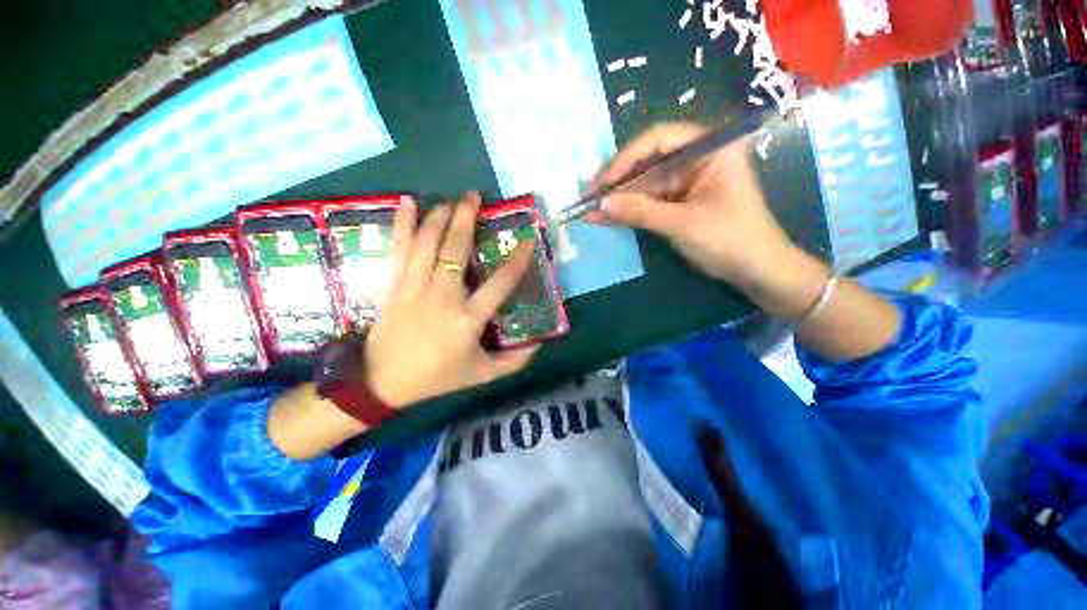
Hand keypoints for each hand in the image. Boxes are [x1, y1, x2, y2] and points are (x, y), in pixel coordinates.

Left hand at [364, 192, 539, 406]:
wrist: (383, 383)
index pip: (500, 284)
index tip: (527, 240)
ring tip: (450, 199)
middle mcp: (443, 296)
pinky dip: (402, 224)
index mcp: (468, 318)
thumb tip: (539, 346)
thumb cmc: (437, 377)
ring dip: (440, 216)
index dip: (517, 261)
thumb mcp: (481, 374)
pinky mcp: (393, 285)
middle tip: (474, 197)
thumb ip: (513, 362)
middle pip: (456, 250)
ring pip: (427, 243)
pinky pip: (398, 250)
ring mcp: (414, 288)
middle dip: (467, 219)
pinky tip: (407, 203)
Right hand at [590, 122, 828, 318]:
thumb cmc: (728, 239)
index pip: (660, 139)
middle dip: (618, 182)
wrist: (756, 270)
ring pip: (645, 184)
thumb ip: (639, 211)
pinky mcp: (680, 202)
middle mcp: (697, 158)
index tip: (603, 181)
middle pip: (648, 162)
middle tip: (588, 197)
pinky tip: (606, 217)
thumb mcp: (681, 224)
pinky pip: (649, 201)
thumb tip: (600, 204)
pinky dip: (629, 210)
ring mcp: (687, 181)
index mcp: (710, 147)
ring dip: (619, 199)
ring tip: (589, 210)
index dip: (626, 158)